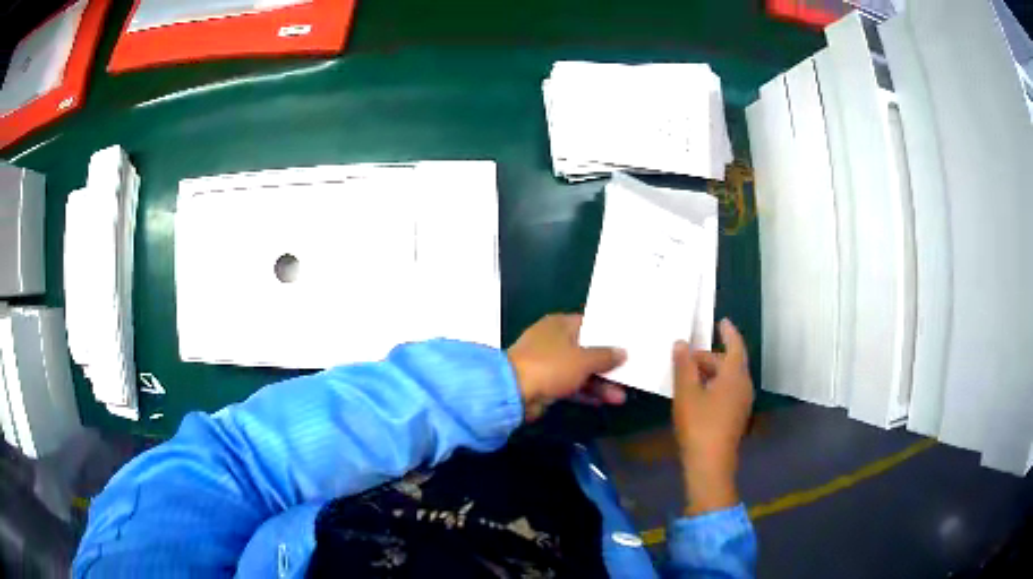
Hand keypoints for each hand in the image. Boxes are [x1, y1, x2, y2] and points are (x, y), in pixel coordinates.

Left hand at [507, 314, 626, 420]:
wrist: (513, 393)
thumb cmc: (550, 366)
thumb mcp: (583, 359)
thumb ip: (606, 356)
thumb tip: (622, 352)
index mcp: (560, 325)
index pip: (590, 324)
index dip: (609, 333)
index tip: (627, 342)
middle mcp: (553, 340)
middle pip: (587, 350)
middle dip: (607, 365)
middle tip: (628, 372)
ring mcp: (548, 363)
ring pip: (580, 371)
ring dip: (599, 383)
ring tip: (621, 396)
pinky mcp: (545, 384)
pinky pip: (571, 386)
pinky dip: (586, 393)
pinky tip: (604, 401)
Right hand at [673, 319, 753, 515]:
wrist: (710, 464)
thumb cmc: (699, 424)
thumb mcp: (686, 393)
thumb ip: (684, 366)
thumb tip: (682, 343)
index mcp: (735, 375)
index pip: (735, 345)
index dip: (728, 332)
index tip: (722, 321)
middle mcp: (744, 385)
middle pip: (729, 363)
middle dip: (709, 357)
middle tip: (687, 356)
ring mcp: (742, 403)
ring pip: (728, 378)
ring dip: (711, 372)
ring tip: (688, 374)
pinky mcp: (736, 416)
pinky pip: (728, 391)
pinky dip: (714, 385)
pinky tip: (697, 394)